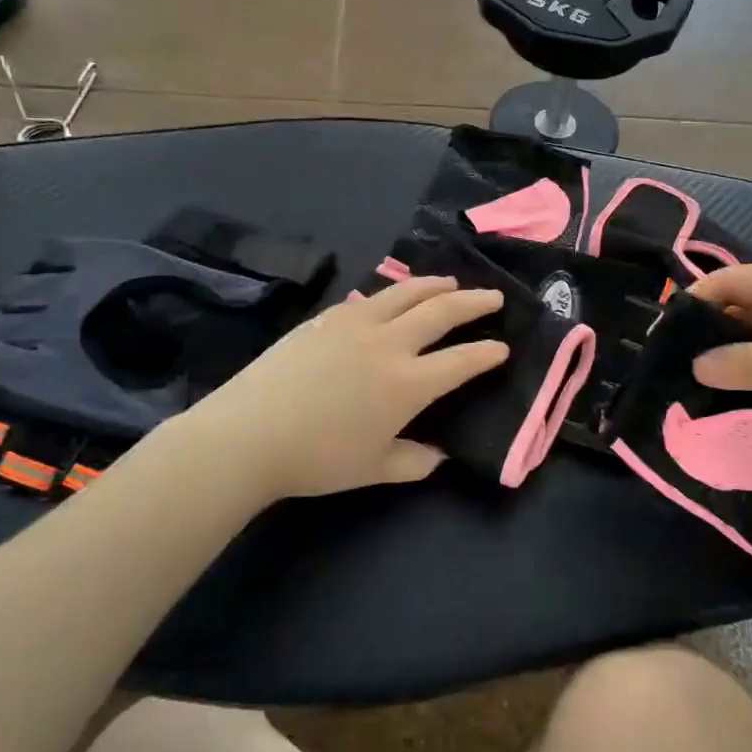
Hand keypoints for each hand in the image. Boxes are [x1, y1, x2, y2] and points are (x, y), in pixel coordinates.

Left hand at [156, 277, 508, 500]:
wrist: (249, 434)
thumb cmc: (317, 458)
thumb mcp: (374, 469)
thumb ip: (414, 462)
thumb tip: (440, 456)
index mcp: (408, 383)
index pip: (461, 361)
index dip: (487, 353)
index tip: (502, 347)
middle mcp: (389, 344)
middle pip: (441, 312)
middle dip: (474, 302)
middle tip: (494, 296)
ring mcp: (355, 324)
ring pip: (405, 293)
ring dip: (434, 285)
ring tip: (450, 282)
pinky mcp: (326, 318)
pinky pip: (369, 297)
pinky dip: (392, 293)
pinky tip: (391, 296)